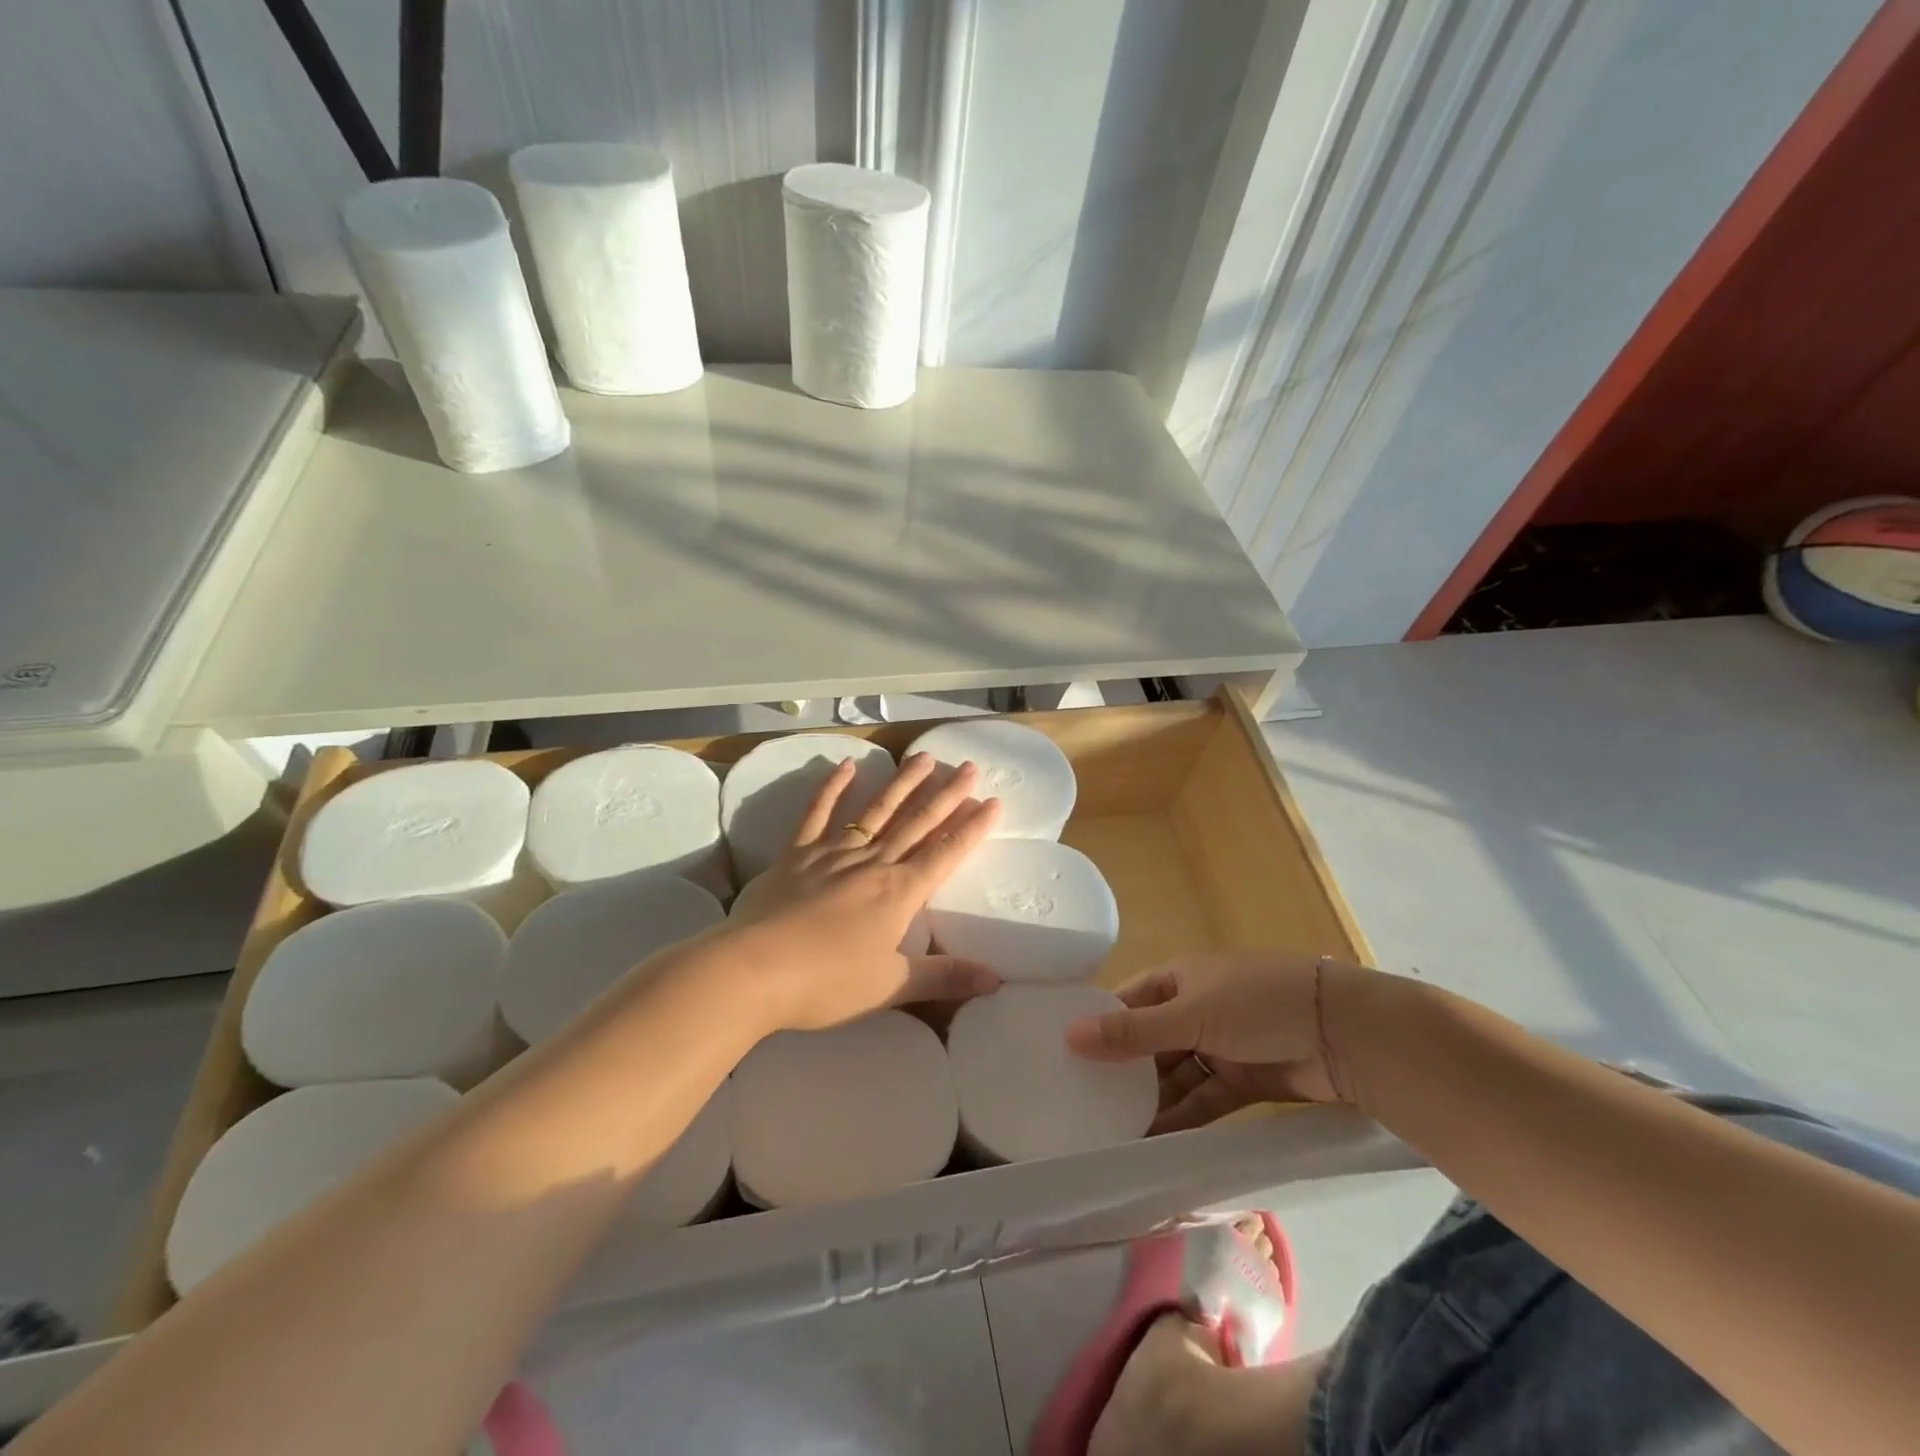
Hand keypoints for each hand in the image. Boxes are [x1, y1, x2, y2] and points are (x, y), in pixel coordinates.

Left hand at [726, 750, 1003, 1030]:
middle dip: (946, 795)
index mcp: (899, 893)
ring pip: (876, 810)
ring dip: (902, 782)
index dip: (972, 828)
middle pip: (917, 822)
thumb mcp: (890, 987)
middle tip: (969, 767)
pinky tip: (847, 765)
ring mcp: (833, 853)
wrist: (753, 970)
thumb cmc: (826, 983)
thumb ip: (944, 978)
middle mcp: (872, 863)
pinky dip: (832, 787)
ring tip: (924, 757)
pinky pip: (818, 813)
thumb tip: (996, 980)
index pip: (945, 853)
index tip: (993, 801)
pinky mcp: (797, 853)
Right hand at [1064, 950, 1370, 1129]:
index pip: (1128, 1001)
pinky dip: (1183, 1119)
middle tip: (1084, 1105)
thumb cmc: (1258, 1004)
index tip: (1065, 1057)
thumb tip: (1070, 1035)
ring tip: (1113, 1134)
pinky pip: (1204, 1100)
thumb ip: (1132, 1032)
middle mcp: (1195, 1008)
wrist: (1344, 1033)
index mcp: (1179, 978)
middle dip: (1123, 1072)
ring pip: (1176, 1076)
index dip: (1100, 1025)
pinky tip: (1155, 1142)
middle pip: (1149, 1042)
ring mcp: (1222, 1045)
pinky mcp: (1245, 1080)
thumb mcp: (1190, 1014)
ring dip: (1151, 1101)